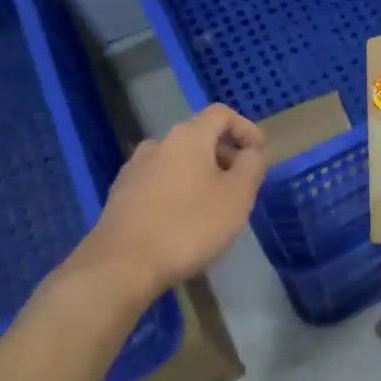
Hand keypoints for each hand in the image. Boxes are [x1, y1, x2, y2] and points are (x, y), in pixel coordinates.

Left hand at [71, 104, 266, 304]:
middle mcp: (158, 144)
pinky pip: (159, 183)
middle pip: (199, 138)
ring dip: (201, 177)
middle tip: (241, 188)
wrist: (121, 266)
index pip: (222, 114)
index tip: (259, 154)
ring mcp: (134, 169)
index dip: (246, 128)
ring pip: (178, 163)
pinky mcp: (120, 195)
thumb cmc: (189, 226)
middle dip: (225, 157)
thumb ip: (251, 166)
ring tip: (214, 209)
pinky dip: (178, 192)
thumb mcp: (237, 197)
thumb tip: (251, 152)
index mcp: (187, 137)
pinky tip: (183, 223)